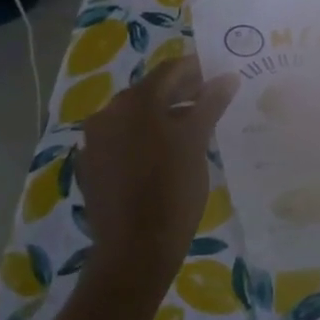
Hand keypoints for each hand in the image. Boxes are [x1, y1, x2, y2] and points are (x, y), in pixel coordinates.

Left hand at [76, 59, 237, 283]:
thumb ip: (211, 103)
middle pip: (151, 91)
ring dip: (164, 115)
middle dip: (182, 92)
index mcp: (134, 101)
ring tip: (194, 127)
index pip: (170, 70)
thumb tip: (228, 77)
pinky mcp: (92, 168)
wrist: (135, 251)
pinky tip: (165, 155)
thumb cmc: (172, 189)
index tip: (220, 74)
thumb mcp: (197, 141)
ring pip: (136, 117)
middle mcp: (108, 113)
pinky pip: (122, 141)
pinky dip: (145, 139)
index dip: (197, 68)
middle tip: (212, 99)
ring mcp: (95, 142)